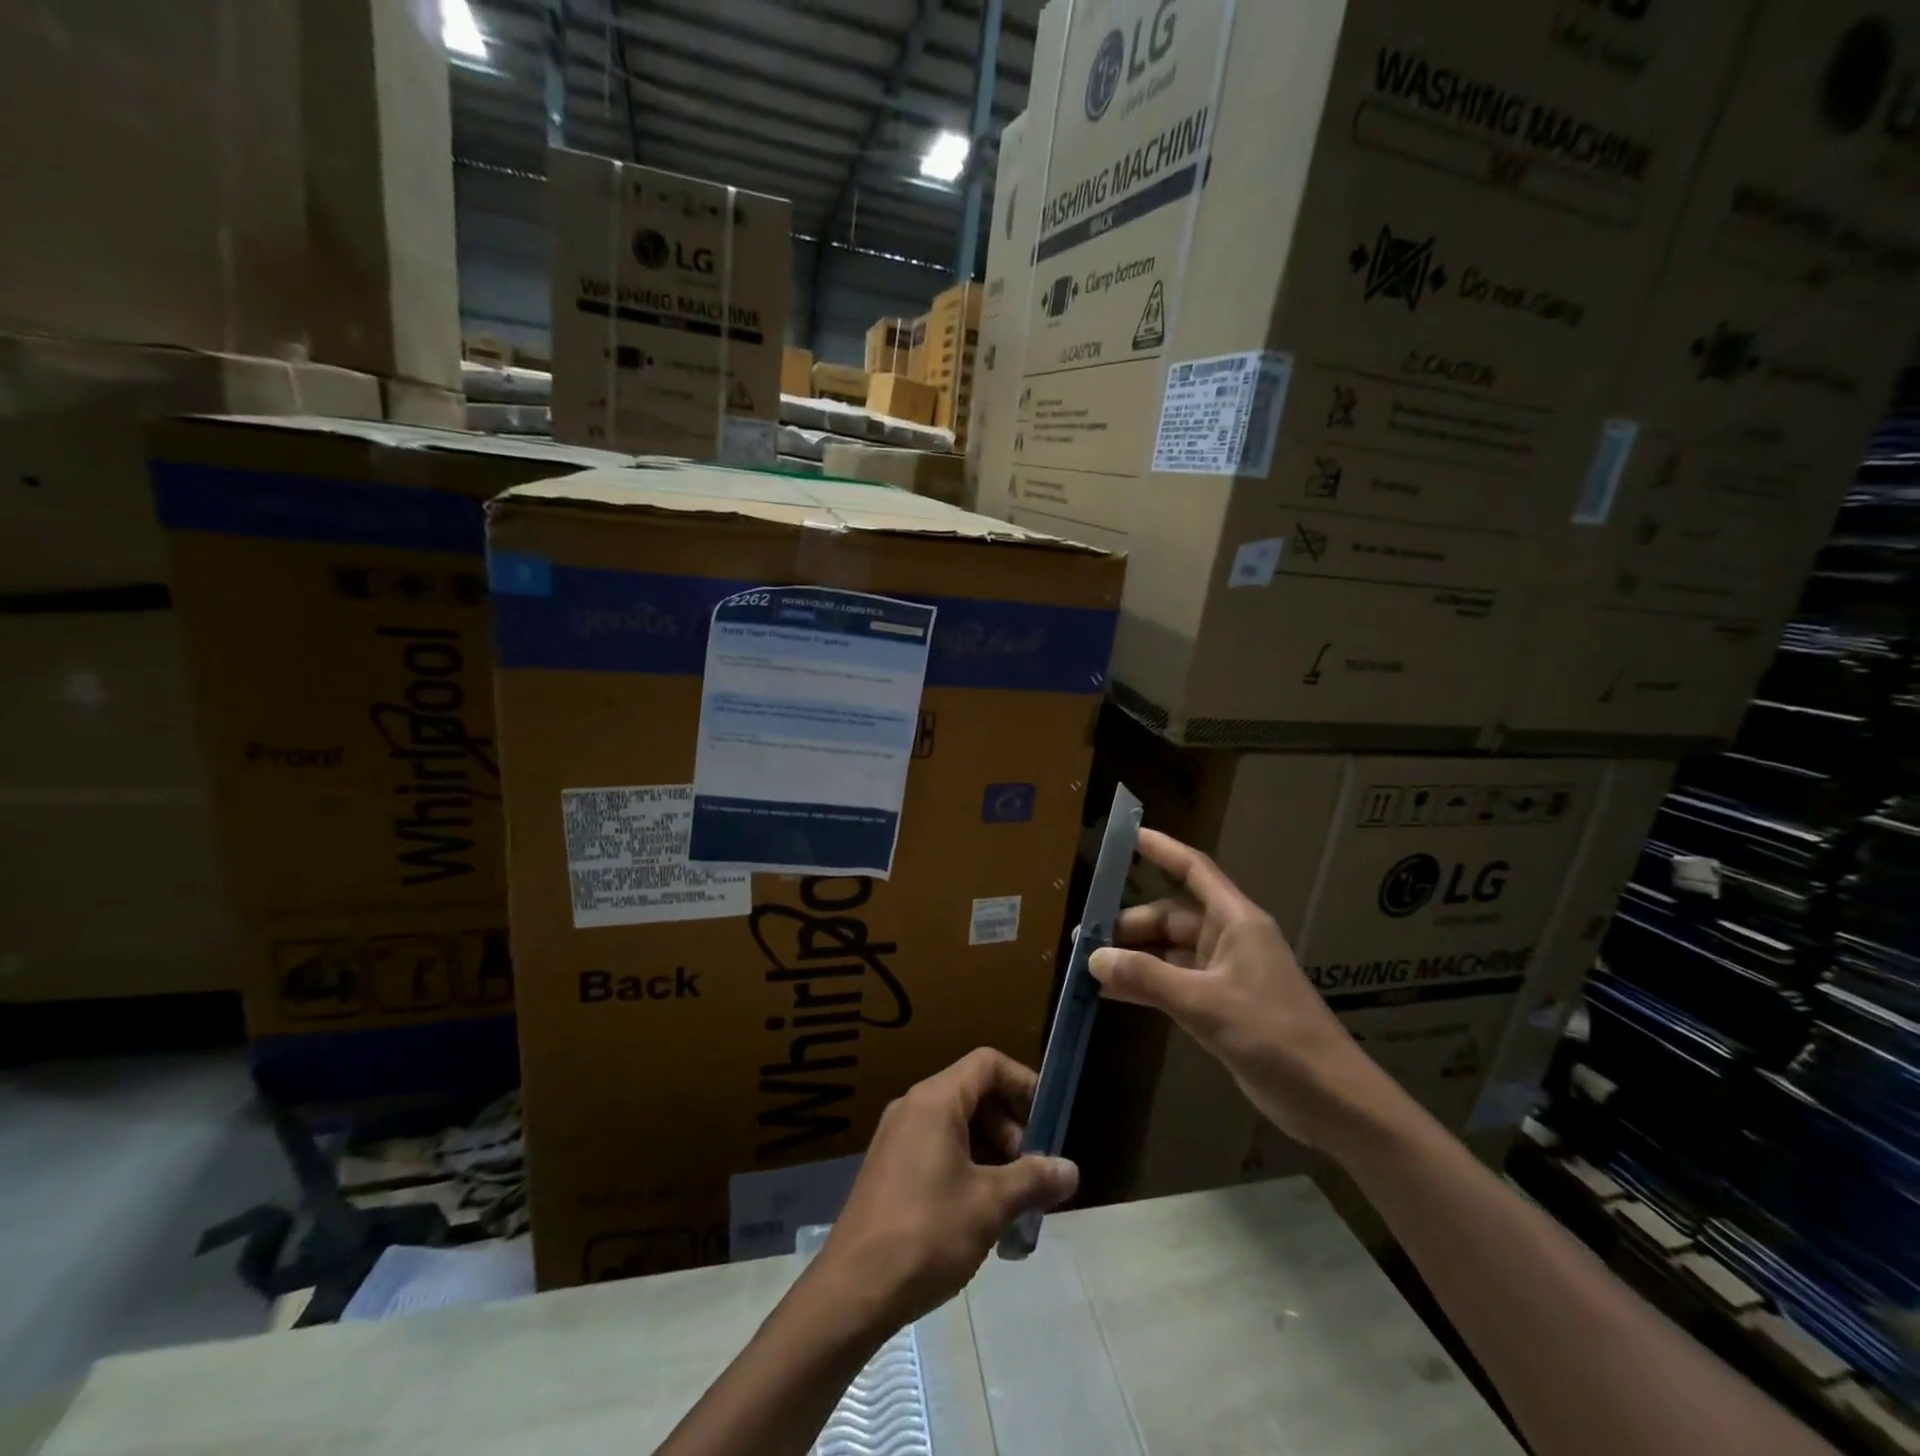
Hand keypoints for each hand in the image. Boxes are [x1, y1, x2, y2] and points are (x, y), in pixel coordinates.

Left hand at [813, 1048, 1078, 1330]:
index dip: (1023, 1083)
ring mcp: (897, 1137)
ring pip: (957, 1124)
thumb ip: (1032, 1180)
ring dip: (991, 1153)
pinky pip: (937, 1148)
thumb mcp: (989, 1206)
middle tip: (1031, 1172)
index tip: (1048, 1121)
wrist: (852, 1291)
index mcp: (935, 1100)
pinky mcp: (889, 1168)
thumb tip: (1071, 1169)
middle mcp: (912, 1107)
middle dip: (1010, 1127)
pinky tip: (981, 1215)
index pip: (988, 1064)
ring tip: (1013, 1201)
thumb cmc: (926, 1234)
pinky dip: (966, 1167)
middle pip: (973, 1093)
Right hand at [1088, 828, 1405, 1150]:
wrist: (1330, 1099)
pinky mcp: (1221, 1006)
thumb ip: (1148, 978)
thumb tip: (1094, 958)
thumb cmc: (1274, 1035)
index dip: (1162, 850)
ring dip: (1133, 958)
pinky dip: (1145, 986)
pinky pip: (1173, 983)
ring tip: (1088, 966)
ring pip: (1168, 952)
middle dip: (1129, 925)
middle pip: (1171, 916)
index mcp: (1236, 921)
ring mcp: (1224, 974)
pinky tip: (1112, 996)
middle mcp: (1228, 939)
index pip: (1194, 870)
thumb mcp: (1206, 1004)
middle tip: (1083, 938)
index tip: (1127, 836)